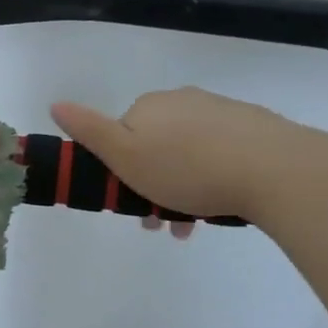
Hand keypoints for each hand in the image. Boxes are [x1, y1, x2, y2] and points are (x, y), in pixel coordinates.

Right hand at [50, 87, 310, 222]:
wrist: (272, 168)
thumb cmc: (187, 169)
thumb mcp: (125, 156)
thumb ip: (88, 131)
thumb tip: (55, 103)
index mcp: (148, 106)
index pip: (122, 136)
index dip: (121, 172)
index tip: (130, 207)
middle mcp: (182, 100)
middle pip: (156, 145)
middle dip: (153, 185)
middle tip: (164, 225)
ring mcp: (220, 111)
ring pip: (189, 152)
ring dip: (183, 189)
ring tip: (193, 226)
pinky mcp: (252, 126)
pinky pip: (220, 153)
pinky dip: (213, 178)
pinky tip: (223, 205)